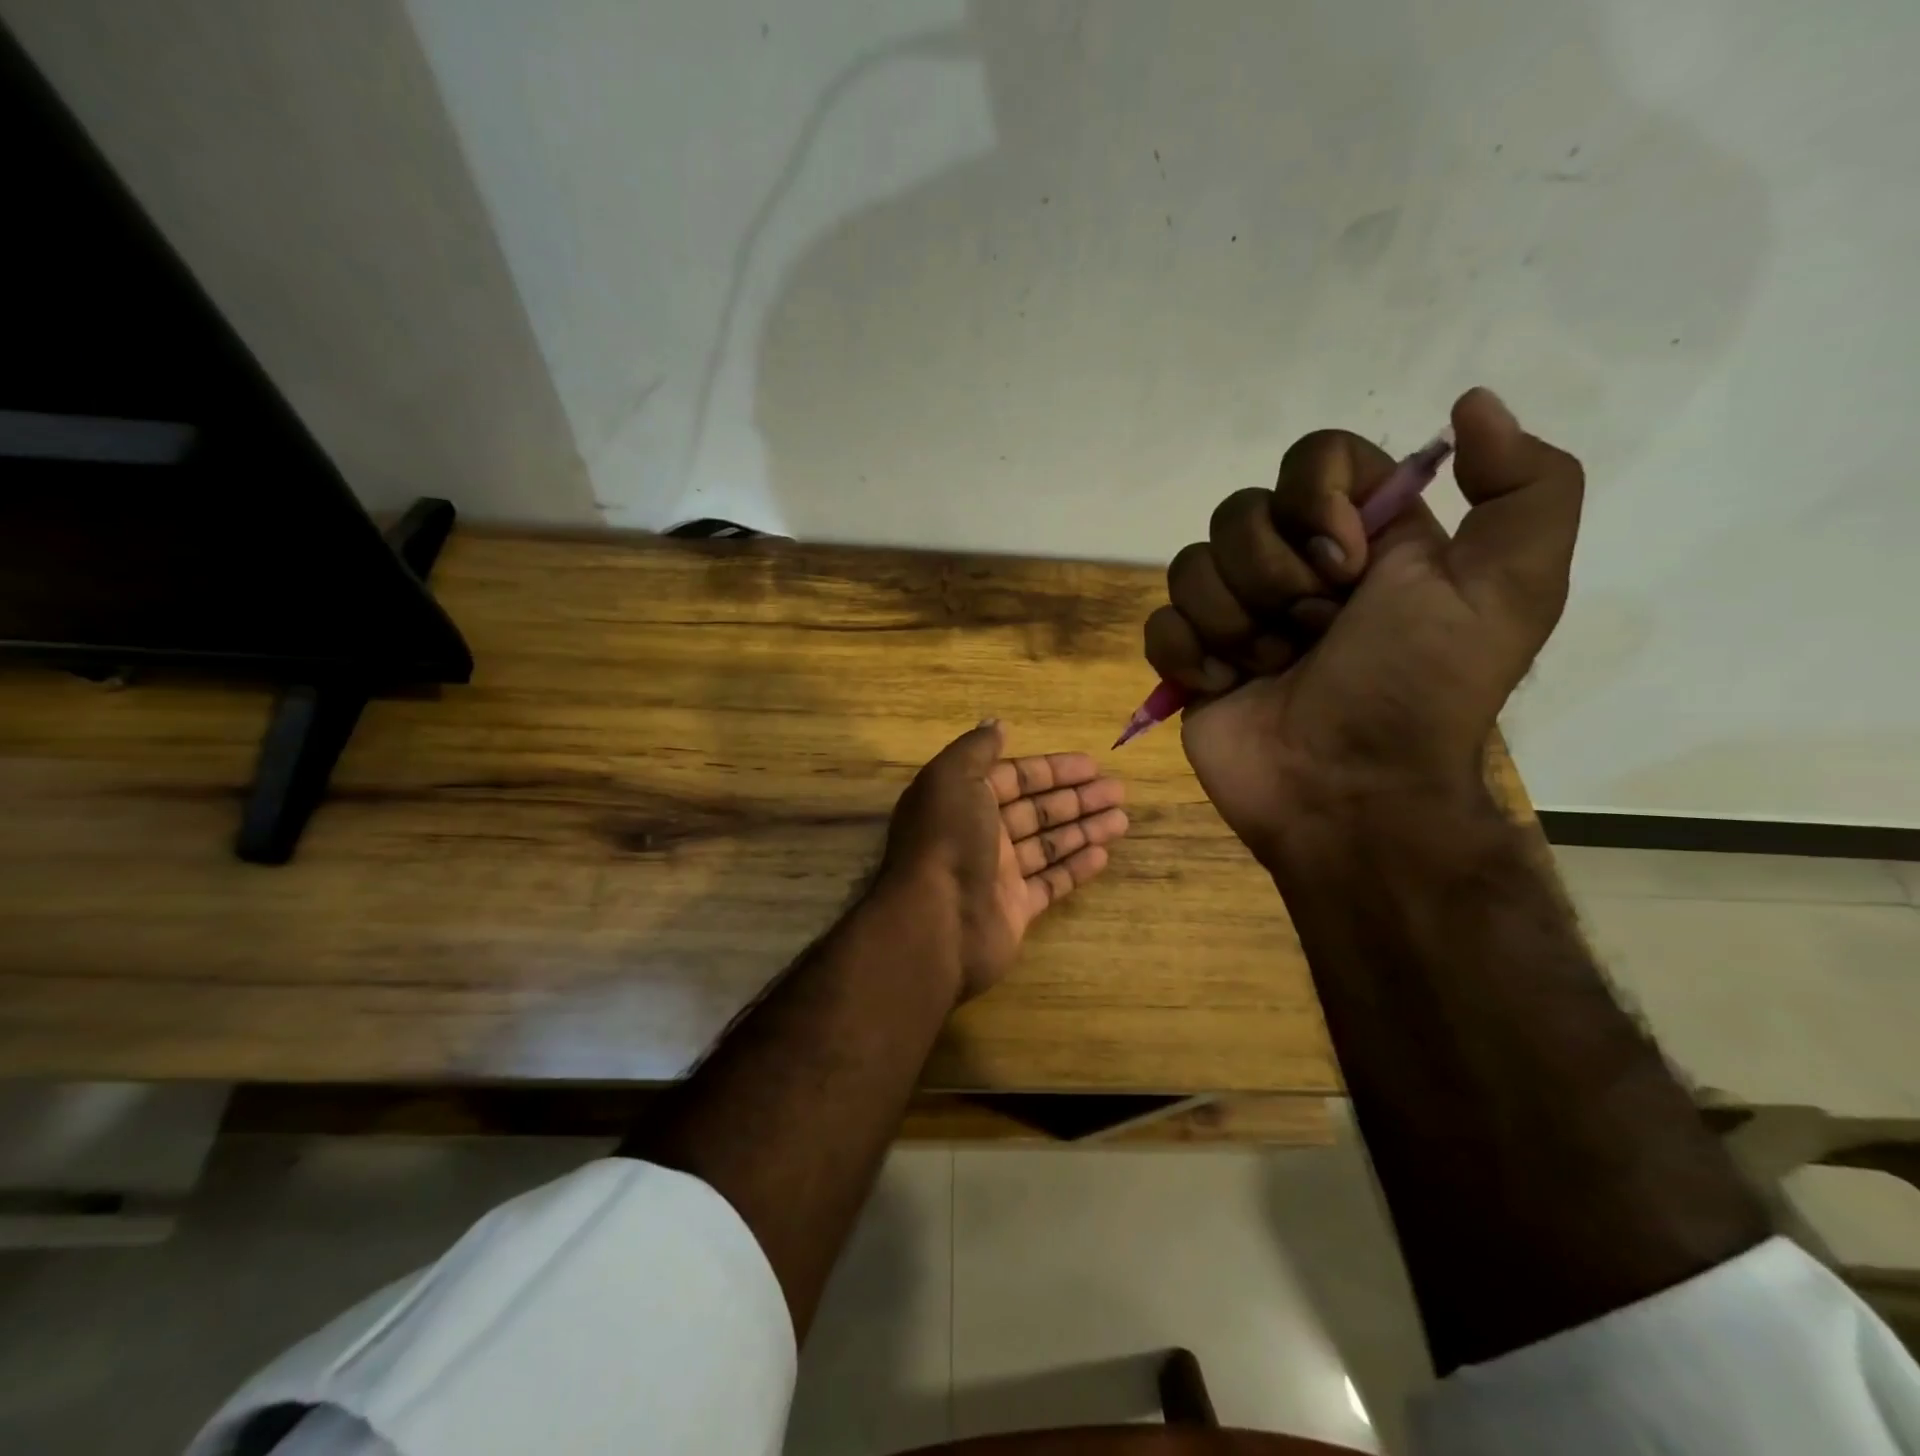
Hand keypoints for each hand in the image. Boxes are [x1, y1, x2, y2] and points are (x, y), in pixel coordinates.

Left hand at [880, 720, 1128, 1001]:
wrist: (935, 923)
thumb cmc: (947, 841)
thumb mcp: (953, 778)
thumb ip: (976, 749)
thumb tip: (996, 724)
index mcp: (964, 800)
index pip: (1014, 778)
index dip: (1052, 770)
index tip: (1092, 764)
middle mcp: (980, 834)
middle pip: (1036, 810)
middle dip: (1076, 798)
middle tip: (1118, 791)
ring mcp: (998, 874)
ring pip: (1048, 844)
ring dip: (1084, 829)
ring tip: (1123, 820)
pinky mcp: (1014, 909)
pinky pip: (1050, 883)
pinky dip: (1075, 868)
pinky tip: (1103, 855)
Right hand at [1144, 388, 1582, 865]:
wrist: (1347, 794)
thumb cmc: (1417, 690)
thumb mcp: (1510, 589)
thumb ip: (1525, 486)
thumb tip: (1470, 402)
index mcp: (1364, 538)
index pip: (1314, 458)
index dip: (1315, 501)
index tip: (1346, 565)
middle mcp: (1294, 566)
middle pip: (1238, 512)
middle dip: (1273, 579)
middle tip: (1312, 635)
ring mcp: (1235, 615)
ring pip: (1191, 565)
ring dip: (1234, 624)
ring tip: (1268, 671)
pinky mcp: (1190, 659)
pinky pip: (1159, 622)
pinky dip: (1187, 655)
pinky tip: (1222, 687)